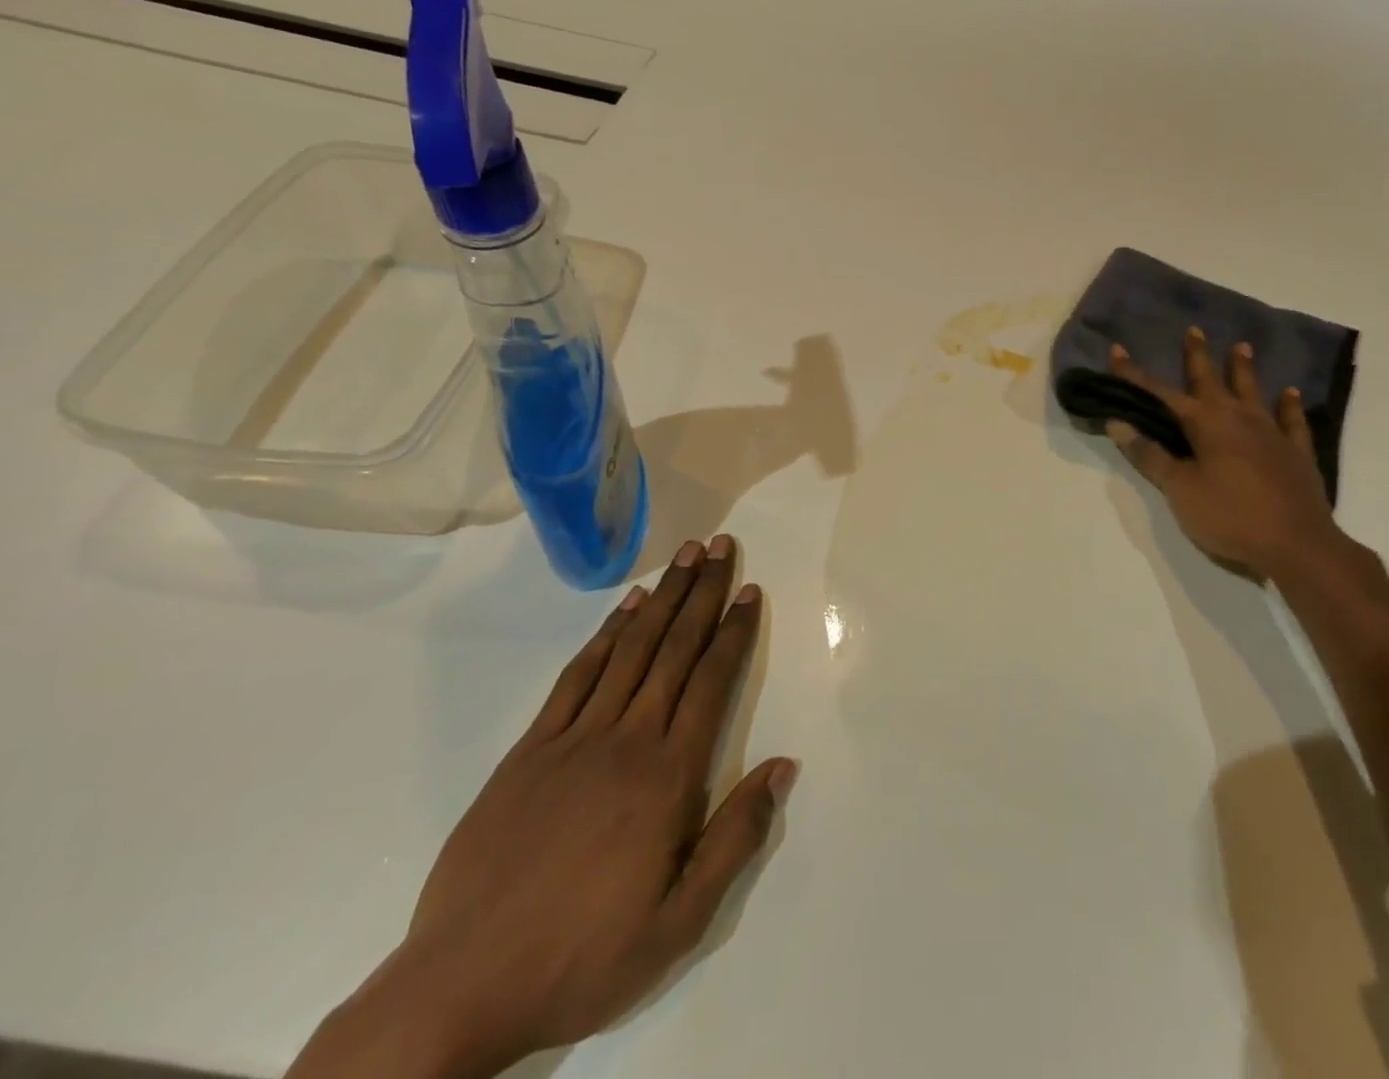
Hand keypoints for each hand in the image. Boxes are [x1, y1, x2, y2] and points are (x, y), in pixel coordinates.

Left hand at [289, 536, 795, 1078]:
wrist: (461, 986)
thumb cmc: (585, 955)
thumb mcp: (680, 921)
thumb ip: (736, 838)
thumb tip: (783, 766)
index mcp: (669, 776)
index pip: (712, 682)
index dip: (733, 631)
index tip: (749, 591)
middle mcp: (628, 740)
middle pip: (675, 649)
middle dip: (703, 593)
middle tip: (722, 546)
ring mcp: (575, 739)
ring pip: (631, 649)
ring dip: (662, 598)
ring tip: (685, 557)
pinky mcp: (530, 749)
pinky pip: (577, 676)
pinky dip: (606, 635)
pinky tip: (625, 608)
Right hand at [1106, 329, 1354, 585]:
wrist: (1297, 545)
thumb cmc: (1230, 516)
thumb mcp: (1180, 490)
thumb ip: (1151, 455)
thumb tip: (1118, 422)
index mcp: (1206, 424)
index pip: (1160, 393)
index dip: (1135, 375)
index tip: (1117, 350)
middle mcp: (1238, 418)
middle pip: (1212, 380)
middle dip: (1197, 356)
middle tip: (1194, 330)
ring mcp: (1272, 433)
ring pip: (1253, 391)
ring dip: (1244, 369)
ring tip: (1242, 346)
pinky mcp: (1296, 453)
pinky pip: (1292, 421)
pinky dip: (1290, 405)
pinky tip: (1291, 393)